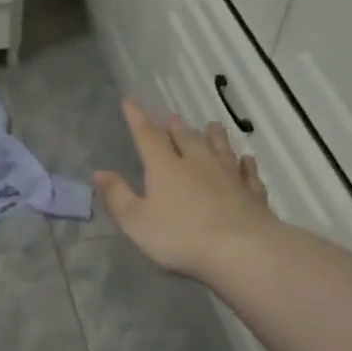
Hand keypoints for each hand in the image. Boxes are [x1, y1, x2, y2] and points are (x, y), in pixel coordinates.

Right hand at [96, 99, 275, 279]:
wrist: (241, 249)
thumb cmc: (181, 236)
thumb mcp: (136, 221)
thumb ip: (118, 196)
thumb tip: (100, 172)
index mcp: (165, 167)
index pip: (148, 135)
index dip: (137, 117)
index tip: (130, 101)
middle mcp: (197, 163)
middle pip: (186, 138)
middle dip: (176, 127)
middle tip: (172, 116)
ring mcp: (229, 176)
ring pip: (220, 148)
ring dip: (214, 136)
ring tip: (212, 125)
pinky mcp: (251, 193)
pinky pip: (247, 172)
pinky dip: (245, 164)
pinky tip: (247, 159)